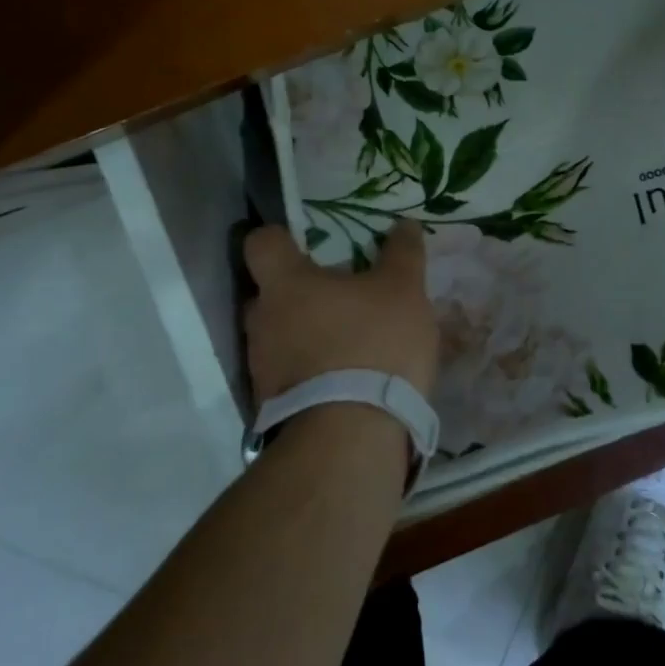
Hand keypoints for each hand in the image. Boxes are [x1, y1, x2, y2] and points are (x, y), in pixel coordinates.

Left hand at [242, 220, 439, 404]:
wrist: (351, 441)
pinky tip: (348, 379)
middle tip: (339, 294)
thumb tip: (404, 224)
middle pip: (269, 293)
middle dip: (299, 292)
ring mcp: (262, 369)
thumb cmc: (373, 344)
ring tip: (350, 342)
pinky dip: (312, 372)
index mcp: (285, 284)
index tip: (306, 242)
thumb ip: (402, 253)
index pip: (261, 243)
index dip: (281, 237)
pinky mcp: (273, 409)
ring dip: (306, 335)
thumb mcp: (404, 289)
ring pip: (279, 337)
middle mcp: (262, 322)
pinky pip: (290, 375)